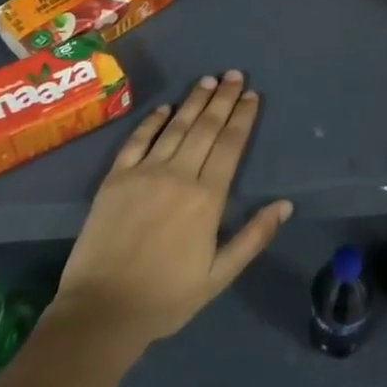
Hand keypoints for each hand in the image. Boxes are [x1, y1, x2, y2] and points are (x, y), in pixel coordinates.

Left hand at [51, 72, 291, 349]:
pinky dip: (152, 121)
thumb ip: (253, 237)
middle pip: (206, 128)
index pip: (230, 146)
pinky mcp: (115, 178)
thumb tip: (285, 205)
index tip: (252, 95)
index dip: (242, 118)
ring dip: (194, 101)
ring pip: (176, 127)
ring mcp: (144, 173)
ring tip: (209, 80)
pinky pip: (137, 140)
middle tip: (235, 75)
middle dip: (223, 99)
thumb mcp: (218, 275)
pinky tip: (164, 108)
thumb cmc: (166, 297)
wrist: (101, 311)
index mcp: (207, 198)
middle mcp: (178, 175)